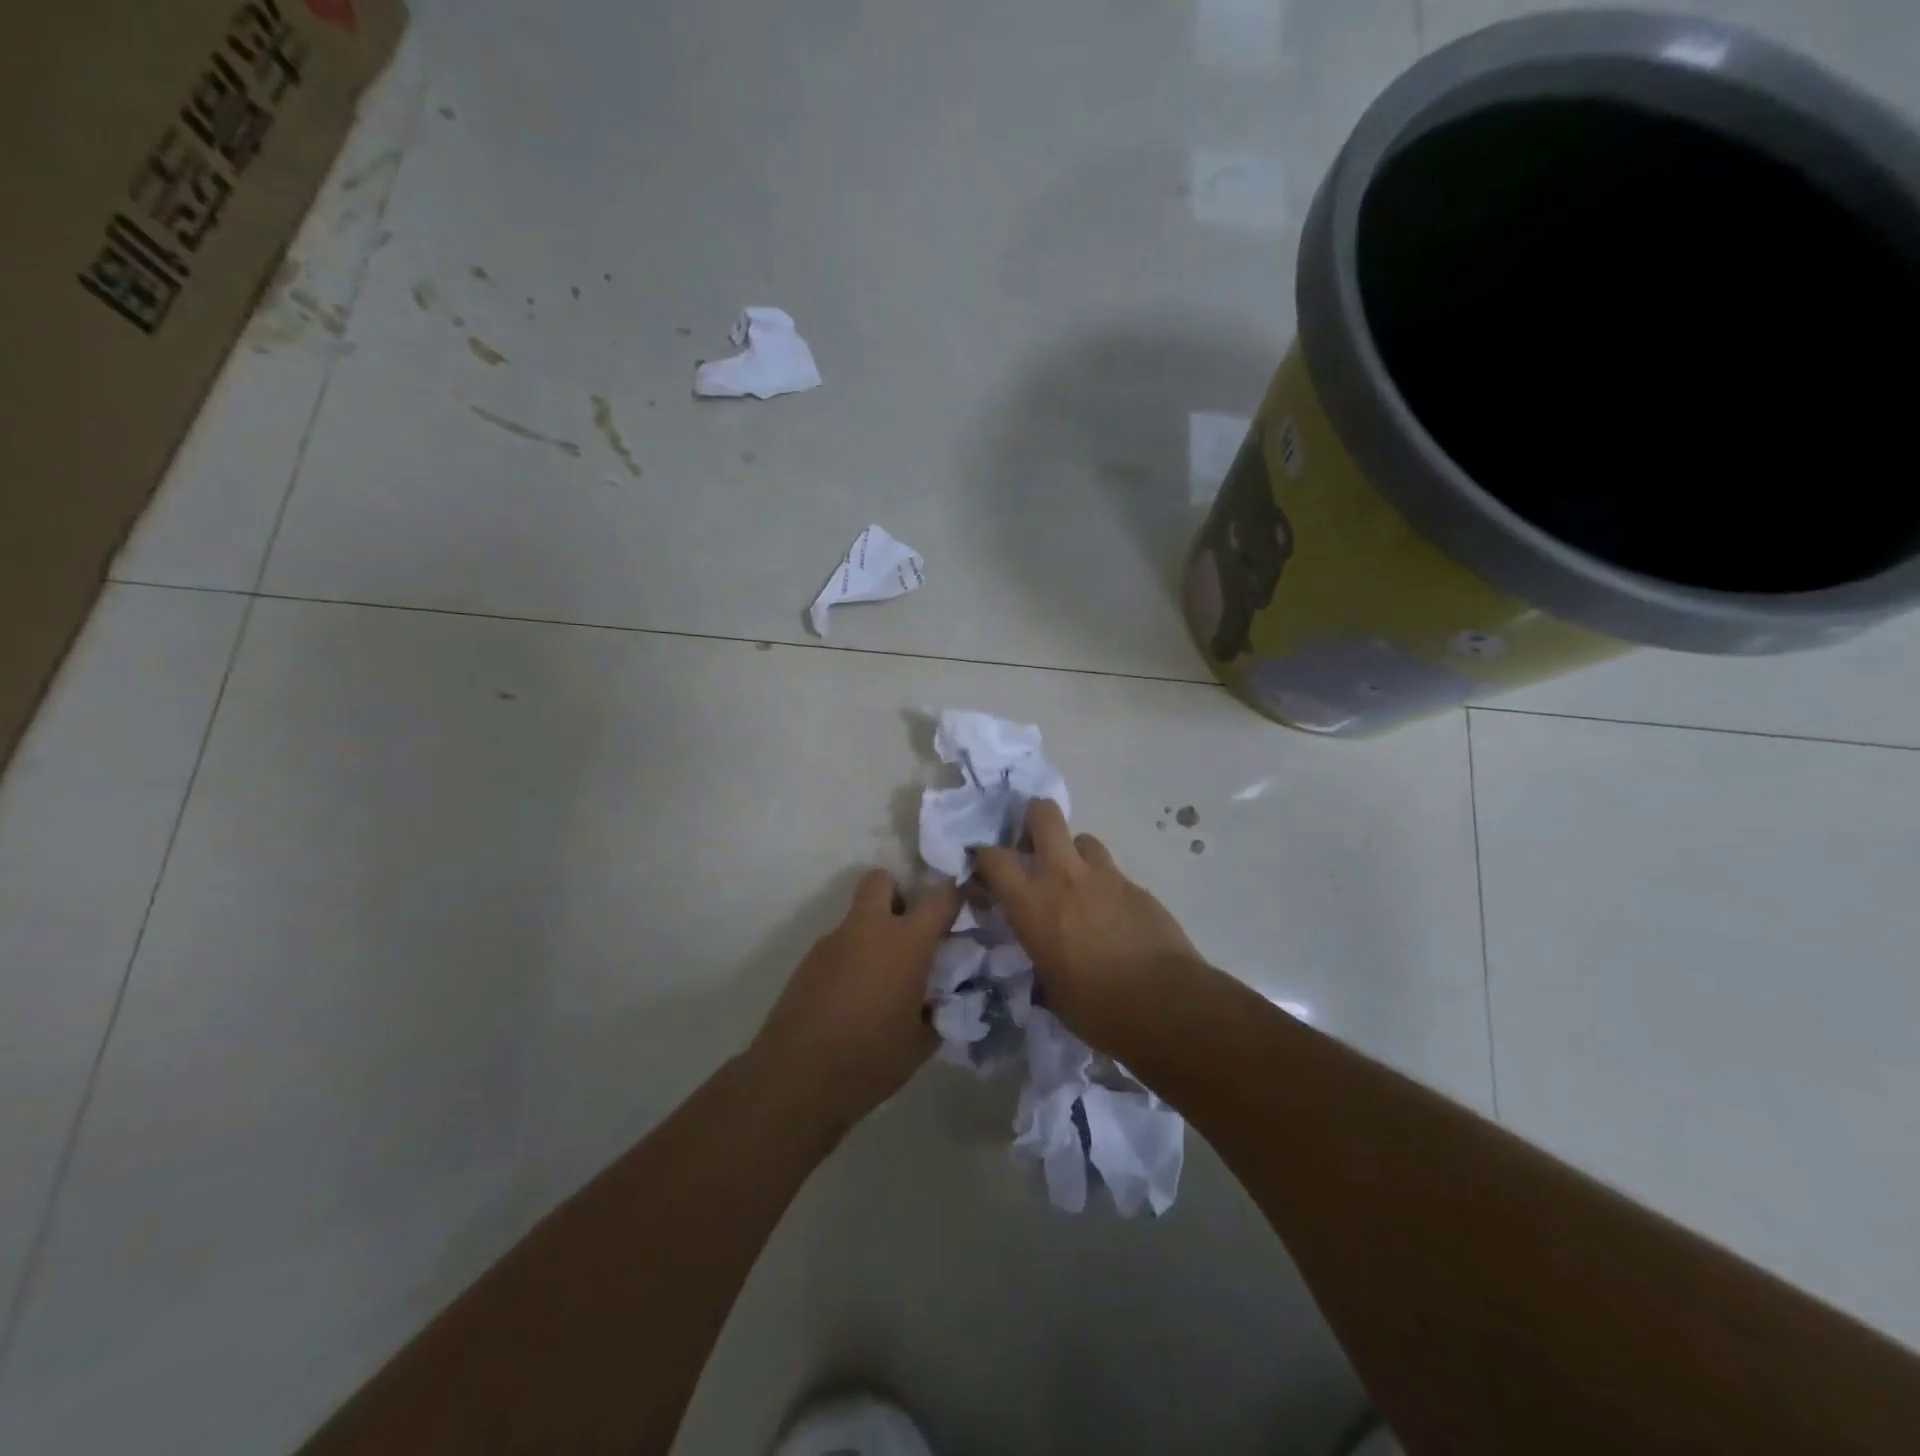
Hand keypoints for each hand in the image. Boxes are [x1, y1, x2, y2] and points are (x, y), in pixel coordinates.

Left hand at [751, 869, 961, 1129]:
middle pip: (881, 880)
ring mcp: (832, 942)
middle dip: (898, 894)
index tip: (962, 909)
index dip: (955, 896)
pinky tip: (852, 999)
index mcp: (906, 942)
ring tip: (881, 981)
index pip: (940, 897)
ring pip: (857, 916)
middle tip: (909, 931)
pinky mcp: (807, 962)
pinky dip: (851, 959)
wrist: (796, 1079)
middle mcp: (868, 929)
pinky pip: (839, 946)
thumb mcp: (922, 1041)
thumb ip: (938, 1009)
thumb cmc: (871, 1059)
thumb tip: (941, 999)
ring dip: (872, 933)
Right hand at [973, 799, 1202, 1056]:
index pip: (992, 857)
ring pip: (1083, 839)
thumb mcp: (1050, 988)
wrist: (1165, 1004)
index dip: (983, 859)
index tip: (984, 875)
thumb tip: (1041, 956)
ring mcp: (1105, 876)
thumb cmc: (1096, 1007)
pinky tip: (1112, 914)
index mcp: (1032, 903)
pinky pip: (1113, 873)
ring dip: (1075, 855)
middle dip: (1033, 820)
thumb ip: (1039, 957)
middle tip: (1033, 848)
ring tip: (1078, 884)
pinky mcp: (1137, 887)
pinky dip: (1105, 885)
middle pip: (1043, 814)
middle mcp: (1064, 876)